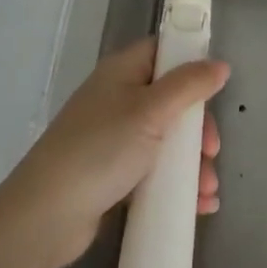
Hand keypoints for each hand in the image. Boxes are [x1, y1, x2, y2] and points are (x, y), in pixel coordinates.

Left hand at [3, 38, 228, 267]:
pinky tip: (198, 206)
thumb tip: (220, 64)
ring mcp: (113, 138)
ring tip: (207, 192)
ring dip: (191, 163)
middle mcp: (117, 98)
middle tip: (211, 152)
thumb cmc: (101, 148)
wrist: (46, 215)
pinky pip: (153, 171)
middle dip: (197, 128)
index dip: (191, 65)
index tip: (215, 90)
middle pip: (170, 100)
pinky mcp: (111, 174)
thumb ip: (189, 85)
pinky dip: (176, 184)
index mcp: (122, 71)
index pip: (163, 52)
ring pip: (165, 139)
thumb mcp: (152, 111)